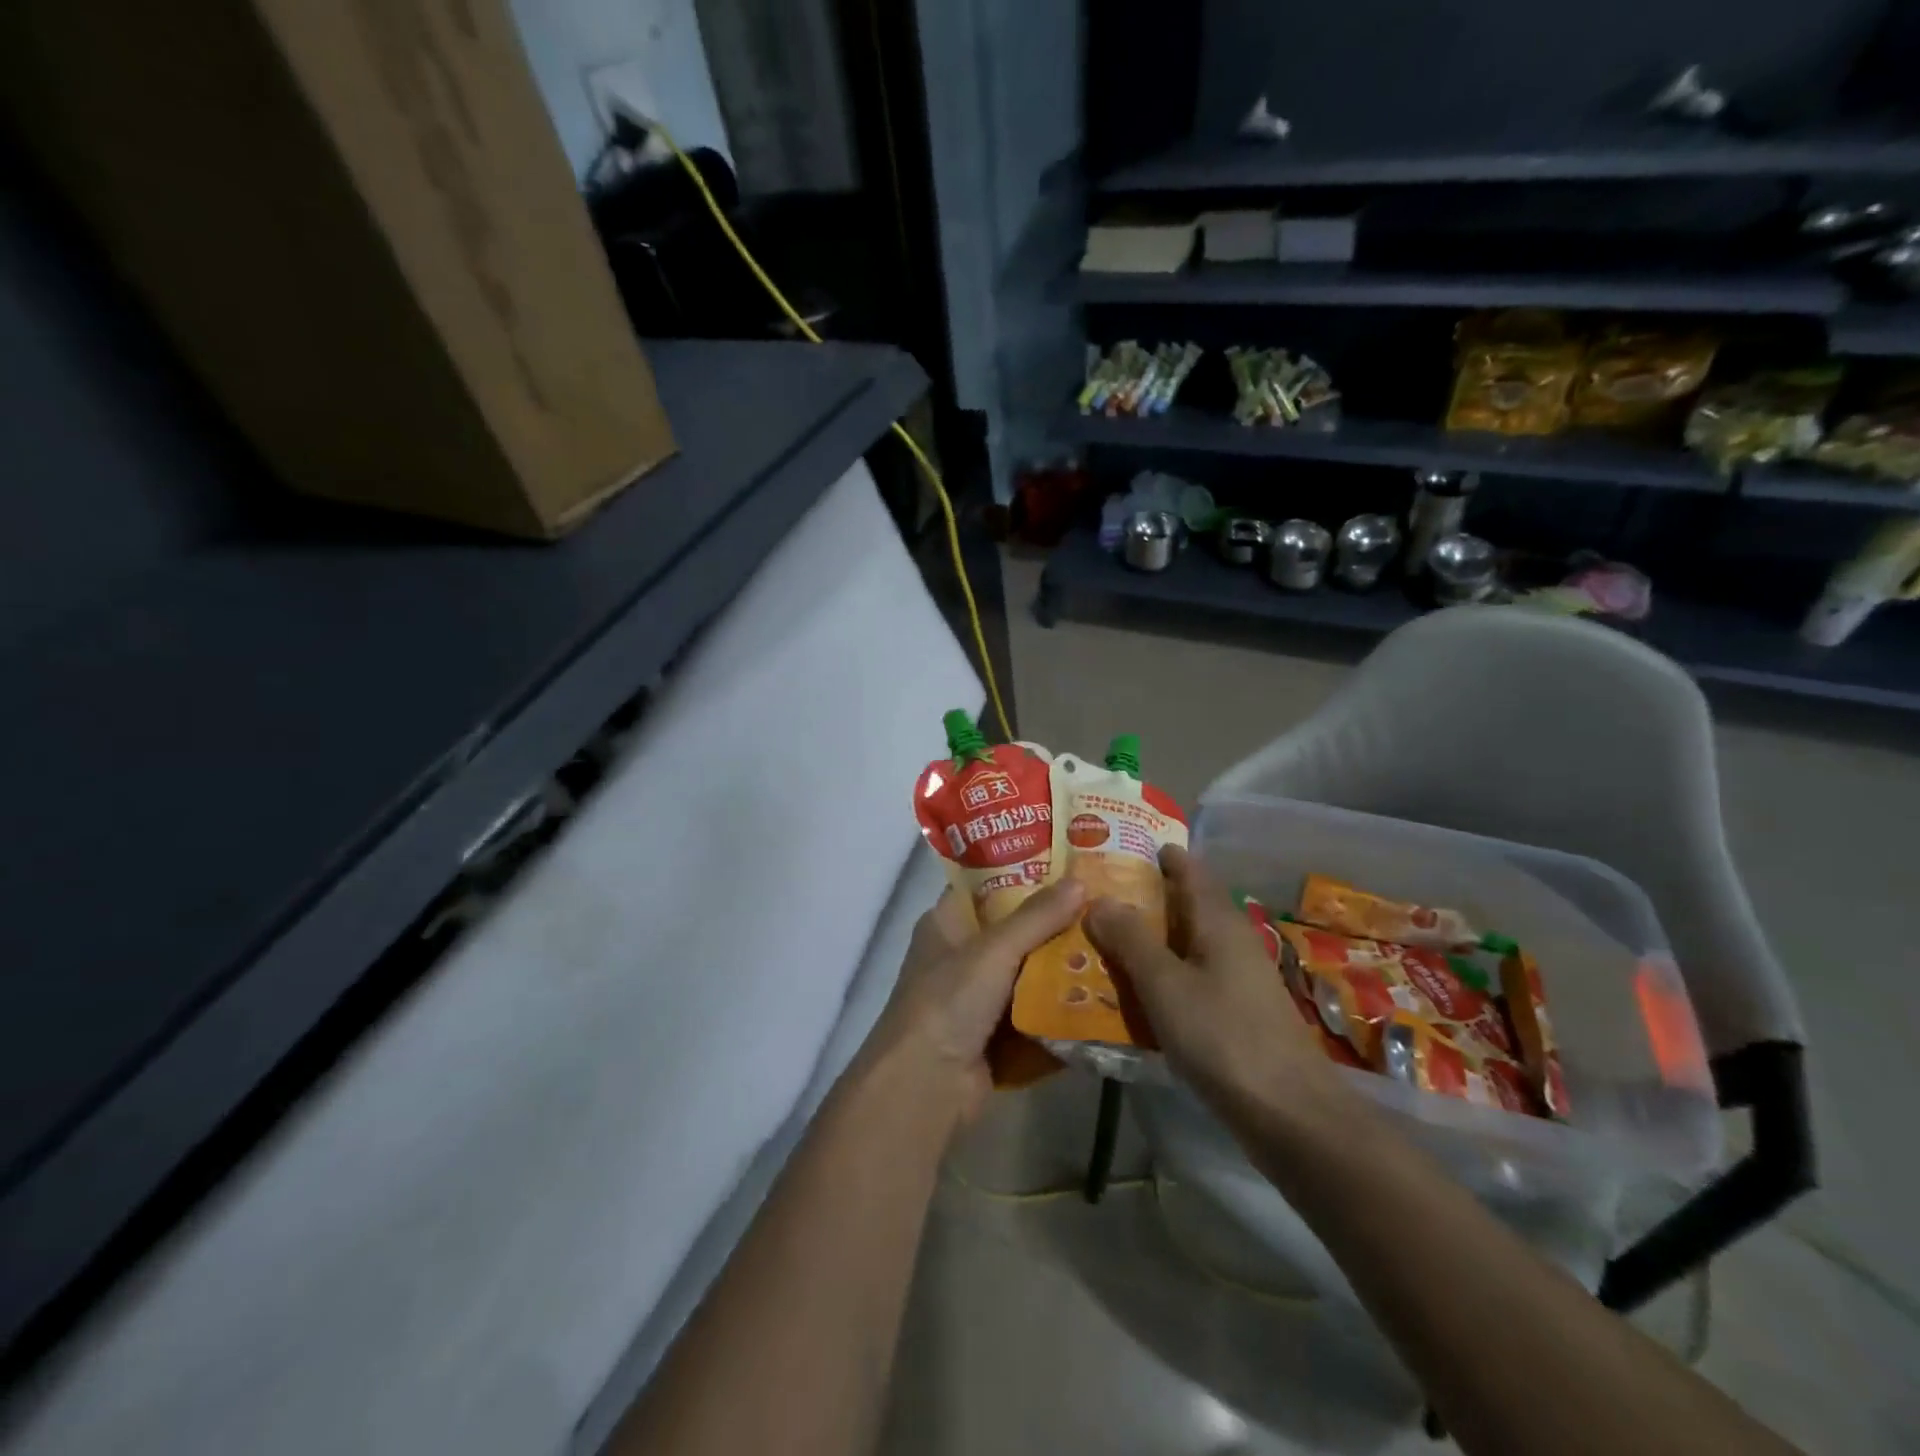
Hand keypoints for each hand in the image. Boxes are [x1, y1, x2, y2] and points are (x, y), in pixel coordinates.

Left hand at [856, 879, 1085, 1124]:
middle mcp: (961, 957)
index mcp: (946, 924)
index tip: (1071, 865)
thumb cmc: (948, 1002)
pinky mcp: (997, 1037)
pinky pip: (1036, 1014)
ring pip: (1030, 974)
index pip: (988, 886)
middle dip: (1056, 924)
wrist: (925, 1088)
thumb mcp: (992, 950)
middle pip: (1015, 931)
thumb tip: (1081, 881)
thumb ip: (1037, 917)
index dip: (1024, 872)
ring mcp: (979, 1000)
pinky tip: (1104, 996)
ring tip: (1114, 946)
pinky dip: (1062, 1008)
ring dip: (1064, 968)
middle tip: (1105, 907)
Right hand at [1085, 845, 1344, 1124]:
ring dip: (1146, 937)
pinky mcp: (1234, 1010)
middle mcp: (1230, 939)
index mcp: (1217, 920)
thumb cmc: (1224, 1038)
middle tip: (1091, 894)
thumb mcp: (1165, 985)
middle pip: (1183, 904)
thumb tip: (1098, 898)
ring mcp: (1235, 976)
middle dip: (1141, 896)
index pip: (1187, 868)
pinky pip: (1188, 975)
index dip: (1156, 853)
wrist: (1290, 1115)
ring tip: (1098, 937)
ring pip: (1183, 942)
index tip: (1114, 846)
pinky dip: (1159, 972)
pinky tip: (1131, 988)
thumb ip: (1130, 940)